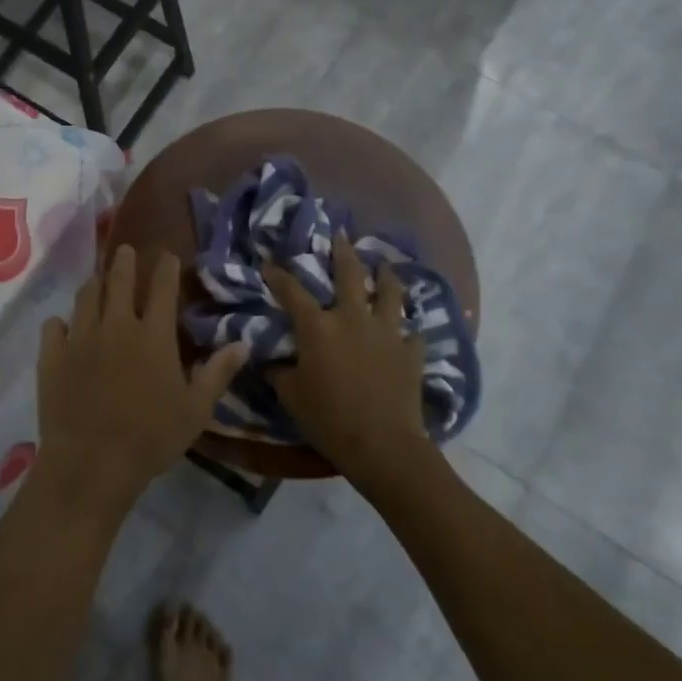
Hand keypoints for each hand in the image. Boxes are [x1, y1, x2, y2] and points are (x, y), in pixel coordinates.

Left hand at [36, 245, 246, 521]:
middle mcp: (115, 325)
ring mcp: (79, 338)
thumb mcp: (195, 410)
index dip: (165, 267)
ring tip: (97, 280)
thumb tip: (244, 343)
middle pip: (118, 280)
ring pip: (85, 297)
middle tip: (125, 250)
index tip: (167, 254)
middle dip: (124, 261)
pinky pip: (53, 326)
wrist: (91, 464)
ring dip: (94, 284)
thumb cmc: (151, 438)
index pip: (161, 287)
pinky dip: (61, 323)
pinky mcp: (52, 356)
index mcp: (152, 335)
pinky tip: (64, 327)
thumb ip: (217, 373)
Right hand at [262, 233, 429, 491]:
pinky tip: (407, 330)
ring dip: (386, 275)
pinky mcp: (411, 351)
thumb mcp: (291, 395)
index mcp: (318, 326)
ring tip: (384, 265)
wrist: (382, 444)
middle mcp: (353, 318)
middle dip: (343, 251)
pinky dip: (408, 329)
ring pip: (390, 292)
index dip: (278, 275)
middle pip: (350, 273)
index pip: (292, 291)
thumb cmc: (328, 418)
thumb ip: (280, 372)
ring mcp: (387, 332)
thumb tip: (271, 363)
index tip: (269, 262)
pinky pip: (412, 332)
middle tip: (341, 235)